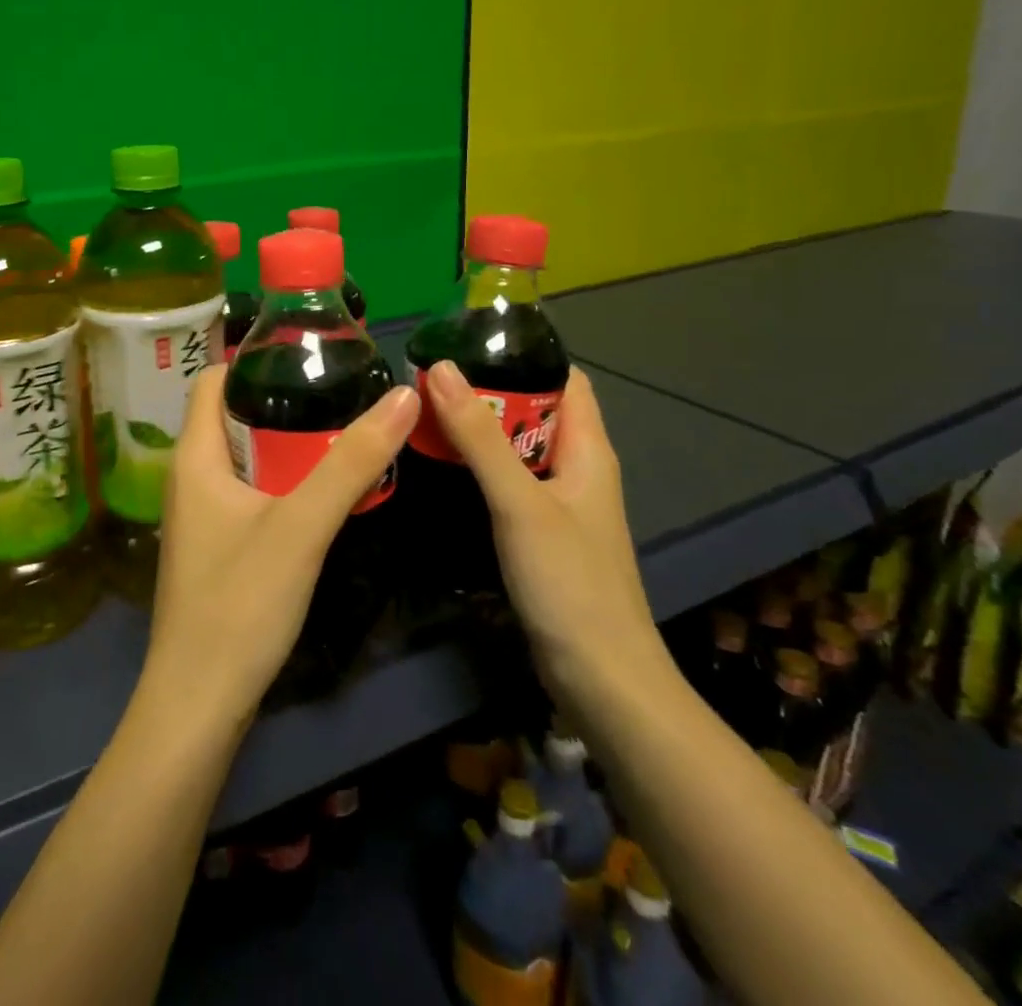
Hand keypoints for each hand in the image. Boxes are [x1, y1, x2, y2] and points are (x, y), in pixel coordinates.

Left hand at [141, 367, 420, 733]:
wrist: (200, 702)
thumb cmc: (240, 603)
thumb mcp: (302, 526)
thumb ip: (352, 461)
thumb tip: (403, 394)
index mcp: (195, 455)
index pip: (215, 379)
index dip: (257, 359)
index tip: (311, 354)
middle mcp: (190, 475)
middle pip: (234, 415)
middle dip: (285, 400)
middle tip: (344, 390)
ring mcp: (201, 513)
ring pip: (246, 457)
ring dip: (288, 443)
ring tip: (344, 428)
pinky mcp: (216, 545)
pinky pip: (250, 491)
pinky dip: (283, 479)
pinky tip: (323, 488)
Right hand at [424, 361, 665, 697]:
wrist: (600, 680)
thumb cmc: (570, 582)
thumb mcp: (519, 502)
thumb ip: (479, 436)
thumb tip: (442, 367)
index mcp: (587, 450)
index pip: (563, 379)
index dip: (522, 354)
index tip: (465, 340)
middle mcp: (575, 469)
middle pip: (532, 412)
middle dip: (485, 391)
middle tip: (426, 377)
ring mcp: (557, 504)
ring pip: (514, 450)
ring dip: (476, 431)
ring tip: (422, 412)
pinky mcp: (539, 533)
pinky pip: (506, 483)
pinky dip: (476, 468)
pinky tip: (439, 468)